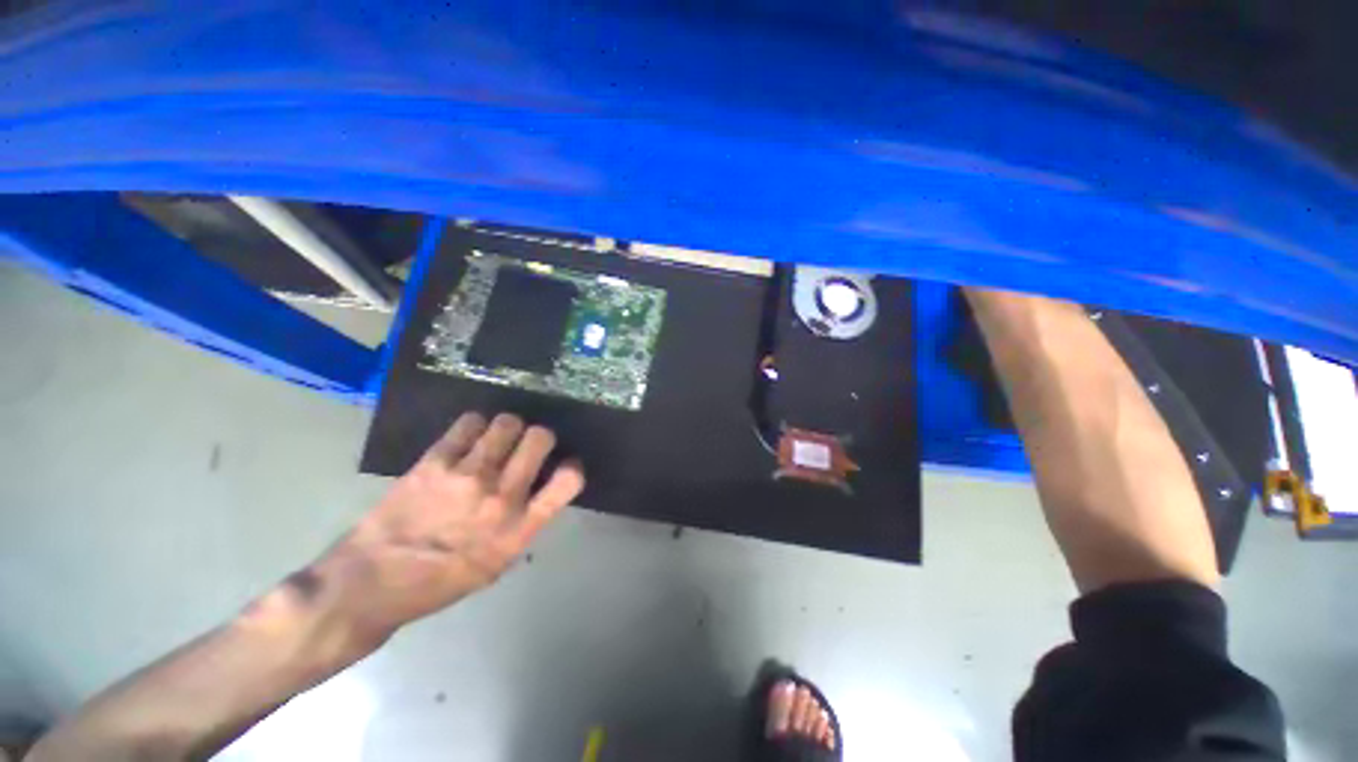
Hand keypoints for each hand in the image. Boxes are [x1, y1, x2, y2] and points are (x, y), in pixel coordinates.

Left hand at [308, 413, 584, 647]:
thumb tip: (541, 486)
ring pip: (508, 423)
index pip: (569, 480)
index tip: (562, 466)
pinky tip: (469, 438)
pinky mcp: (435, 461)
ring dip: (509, 427)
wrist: (372, 583)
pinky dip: (475, 426)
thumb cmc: (441, 581)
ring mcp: (468, 475)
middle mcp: (502, 496)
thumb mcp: (498, 563)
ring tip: (497, 439)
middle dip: (540, 437)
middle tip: (527, 446)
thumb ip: (526, 522)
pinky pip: (469, 423)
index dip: (572, 466)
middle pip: (540, 438)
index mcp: (520, 528)